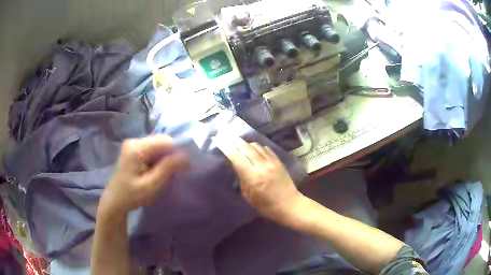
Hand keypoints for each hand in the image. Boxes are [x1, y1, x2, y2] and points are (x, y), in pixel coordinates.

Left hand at [100, 135, 188, 214]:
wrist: (115, 200)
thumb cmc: (132, 195)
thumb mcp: (151, 185)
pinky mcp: (133, 149)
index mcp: (136, 148)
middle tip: (169, 173)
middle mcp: (133, 141)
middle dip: (169, 155)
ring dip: (163, 158)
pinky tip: (154, 171)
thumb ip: (167, 169)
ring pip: (157, 145)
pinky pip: (152, 149)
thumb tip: (186, 156)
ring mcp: (132, 144)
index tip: (180, 168)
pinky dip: (157, 159)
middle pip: (161, 141)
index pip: (164, 141)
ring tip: (161, 173)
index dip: (175, 152)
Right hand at [215, 134, 302, 221]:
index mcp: (253, 177)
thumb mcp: (248, 196)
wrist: (289, 204)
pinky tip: (252, 149)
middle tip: (224, 134)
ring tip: (238, 142)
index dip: (225, 146)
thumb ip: (241, 178)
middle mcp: (262, 166)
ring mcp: (272, 162)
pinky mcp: (278, 161)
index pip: (236, 157)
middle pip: (245, 147)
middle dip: (233, 139)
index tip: (217, 139)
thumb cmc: (266, 205)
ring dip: (245, 143)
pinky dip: (257, 147)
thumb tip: (235, 164)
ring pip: (256, 145)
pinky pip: (265, 148)